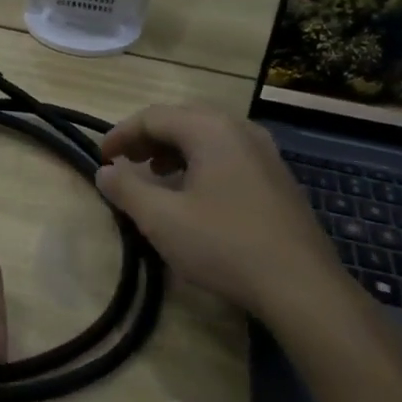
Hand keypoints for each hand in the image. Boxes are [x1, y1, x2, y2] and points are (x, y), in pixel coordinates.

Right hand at [95, 103, 351, 325]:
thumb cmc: (223, 244)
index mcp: (211, 130)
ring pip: (208, 136)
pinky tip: (193, 194)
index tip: (101, 158)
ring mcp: (265, 153)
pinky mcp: (277, 178)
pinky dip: (200, 163)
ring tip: (155, 176)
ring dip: (174, 150)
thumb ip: (126, 189)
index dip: (120, 134)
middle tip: (126, 163)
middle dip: (148, 139)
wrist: (301, 285)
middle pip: (183, 119)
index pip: (154, 117)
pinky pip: (228, 155)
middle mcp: (241, 130)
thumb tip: (105, 171)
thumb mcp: (161, 219)